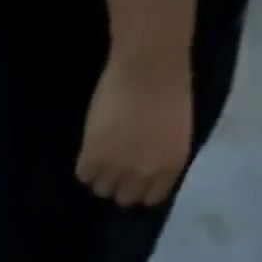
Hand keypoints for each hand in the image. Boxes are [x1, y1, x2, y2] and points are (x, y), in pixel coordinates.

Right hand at [75, 54, 193, 206]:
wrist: (148, 64)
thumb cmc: (170, 85)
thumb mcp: (176, 130)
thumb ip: (161, 155)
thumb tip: (142, 171)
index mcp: (169, 165)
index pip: (151, 197)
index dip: (141, 187)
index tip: (135, 177)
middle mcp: (143, 173)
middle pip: (123, 198)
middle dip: (120, 184)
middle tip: (116, 165)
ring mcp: (116, 168)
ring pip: (101, 189)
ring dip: (101, 175)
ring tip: (102, 154)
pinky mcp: (92, 158)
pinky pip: (84, 174)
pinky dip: (86, 164)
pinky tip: (92, 146)